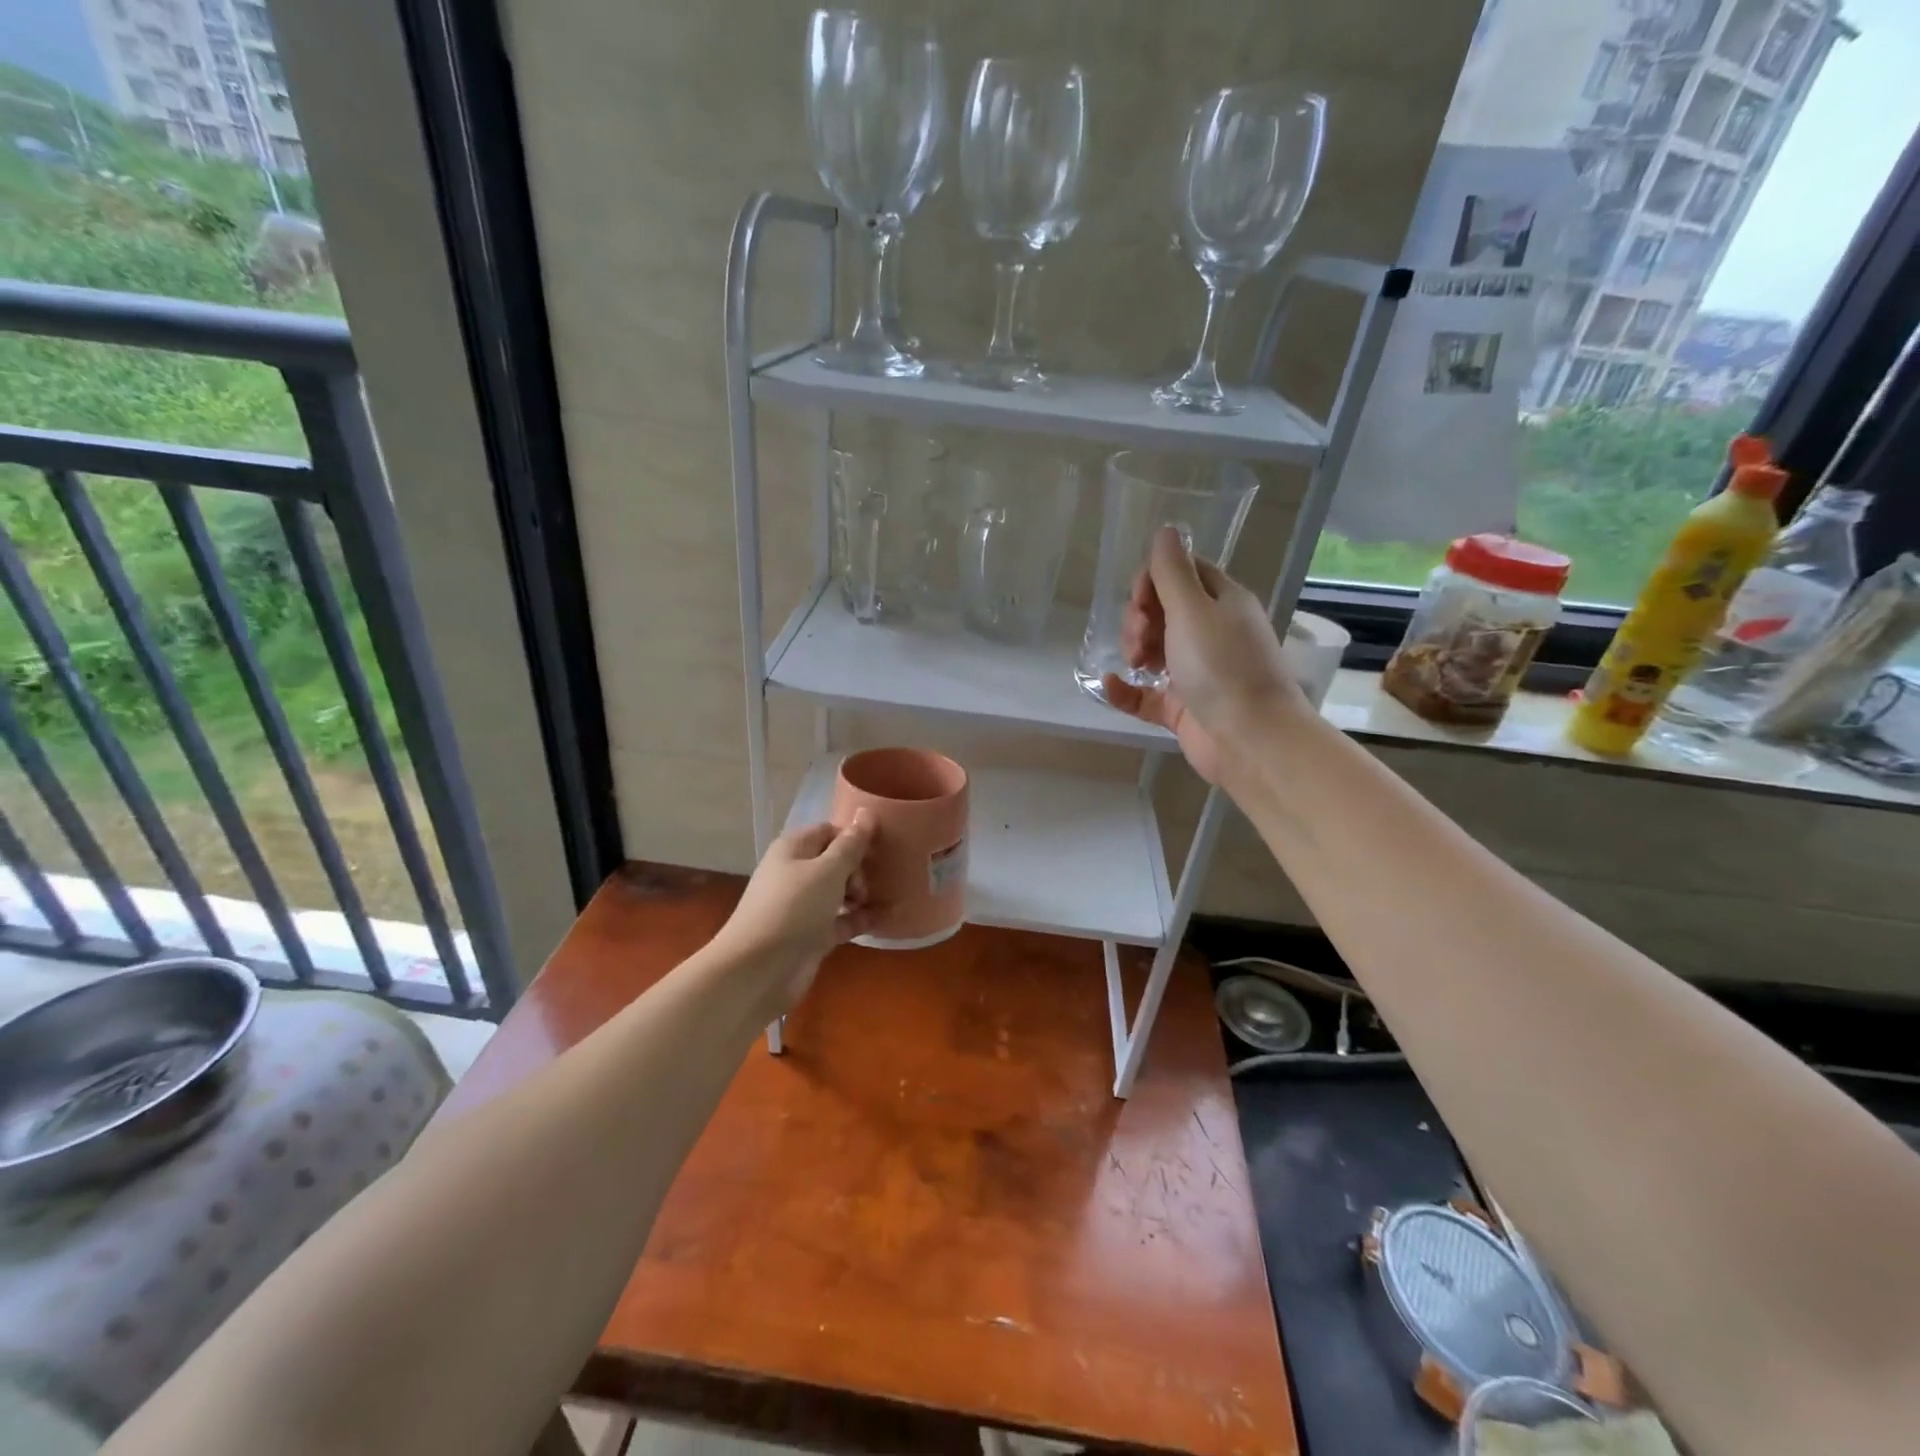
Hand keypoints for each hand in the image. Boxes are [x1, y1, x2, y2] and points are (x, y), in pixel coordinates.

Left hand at [713, 815, 873, 1012]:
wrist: (759, 970)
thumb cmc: (794, 908)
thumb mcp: (828, 871)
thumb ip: (851, 844)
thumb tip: (867, 812)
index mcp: (793, 849)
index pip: (829, 831)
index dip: (854, 837)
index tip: (878, 850)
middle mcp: (796, 873)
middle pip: (835, 861)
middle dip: (858, 868)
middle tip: (867, 885)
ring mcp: (802, 906)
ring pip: (838, 892)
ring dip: (861, 894)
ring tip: (883, 899)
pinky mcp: (811, 935)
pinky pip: (841, 920)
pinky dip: (860, 919)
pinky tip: (886, 919)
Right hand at [1101, 526, 1301, 783]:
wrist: (1250, 738)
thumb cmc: (1223, 666)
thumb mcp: (1193, 610)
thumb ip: (1172, 571)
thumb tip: (1166, 530)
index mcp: (1221, 602)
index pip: (1181, 573)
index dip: (1152, 580)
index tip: (1140, 600)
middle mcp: (1210, 632)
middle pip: (1162, 610)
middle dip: (1139, 618)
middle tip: (1139, 639)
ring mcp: (1196, 671)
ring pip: (1153, 649)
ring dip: (1133, 649)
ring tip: (1135, 663)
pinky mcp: (1182, 707)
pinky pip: (1145, 693)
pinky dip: (1126, 689)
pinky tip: (1111, 685)